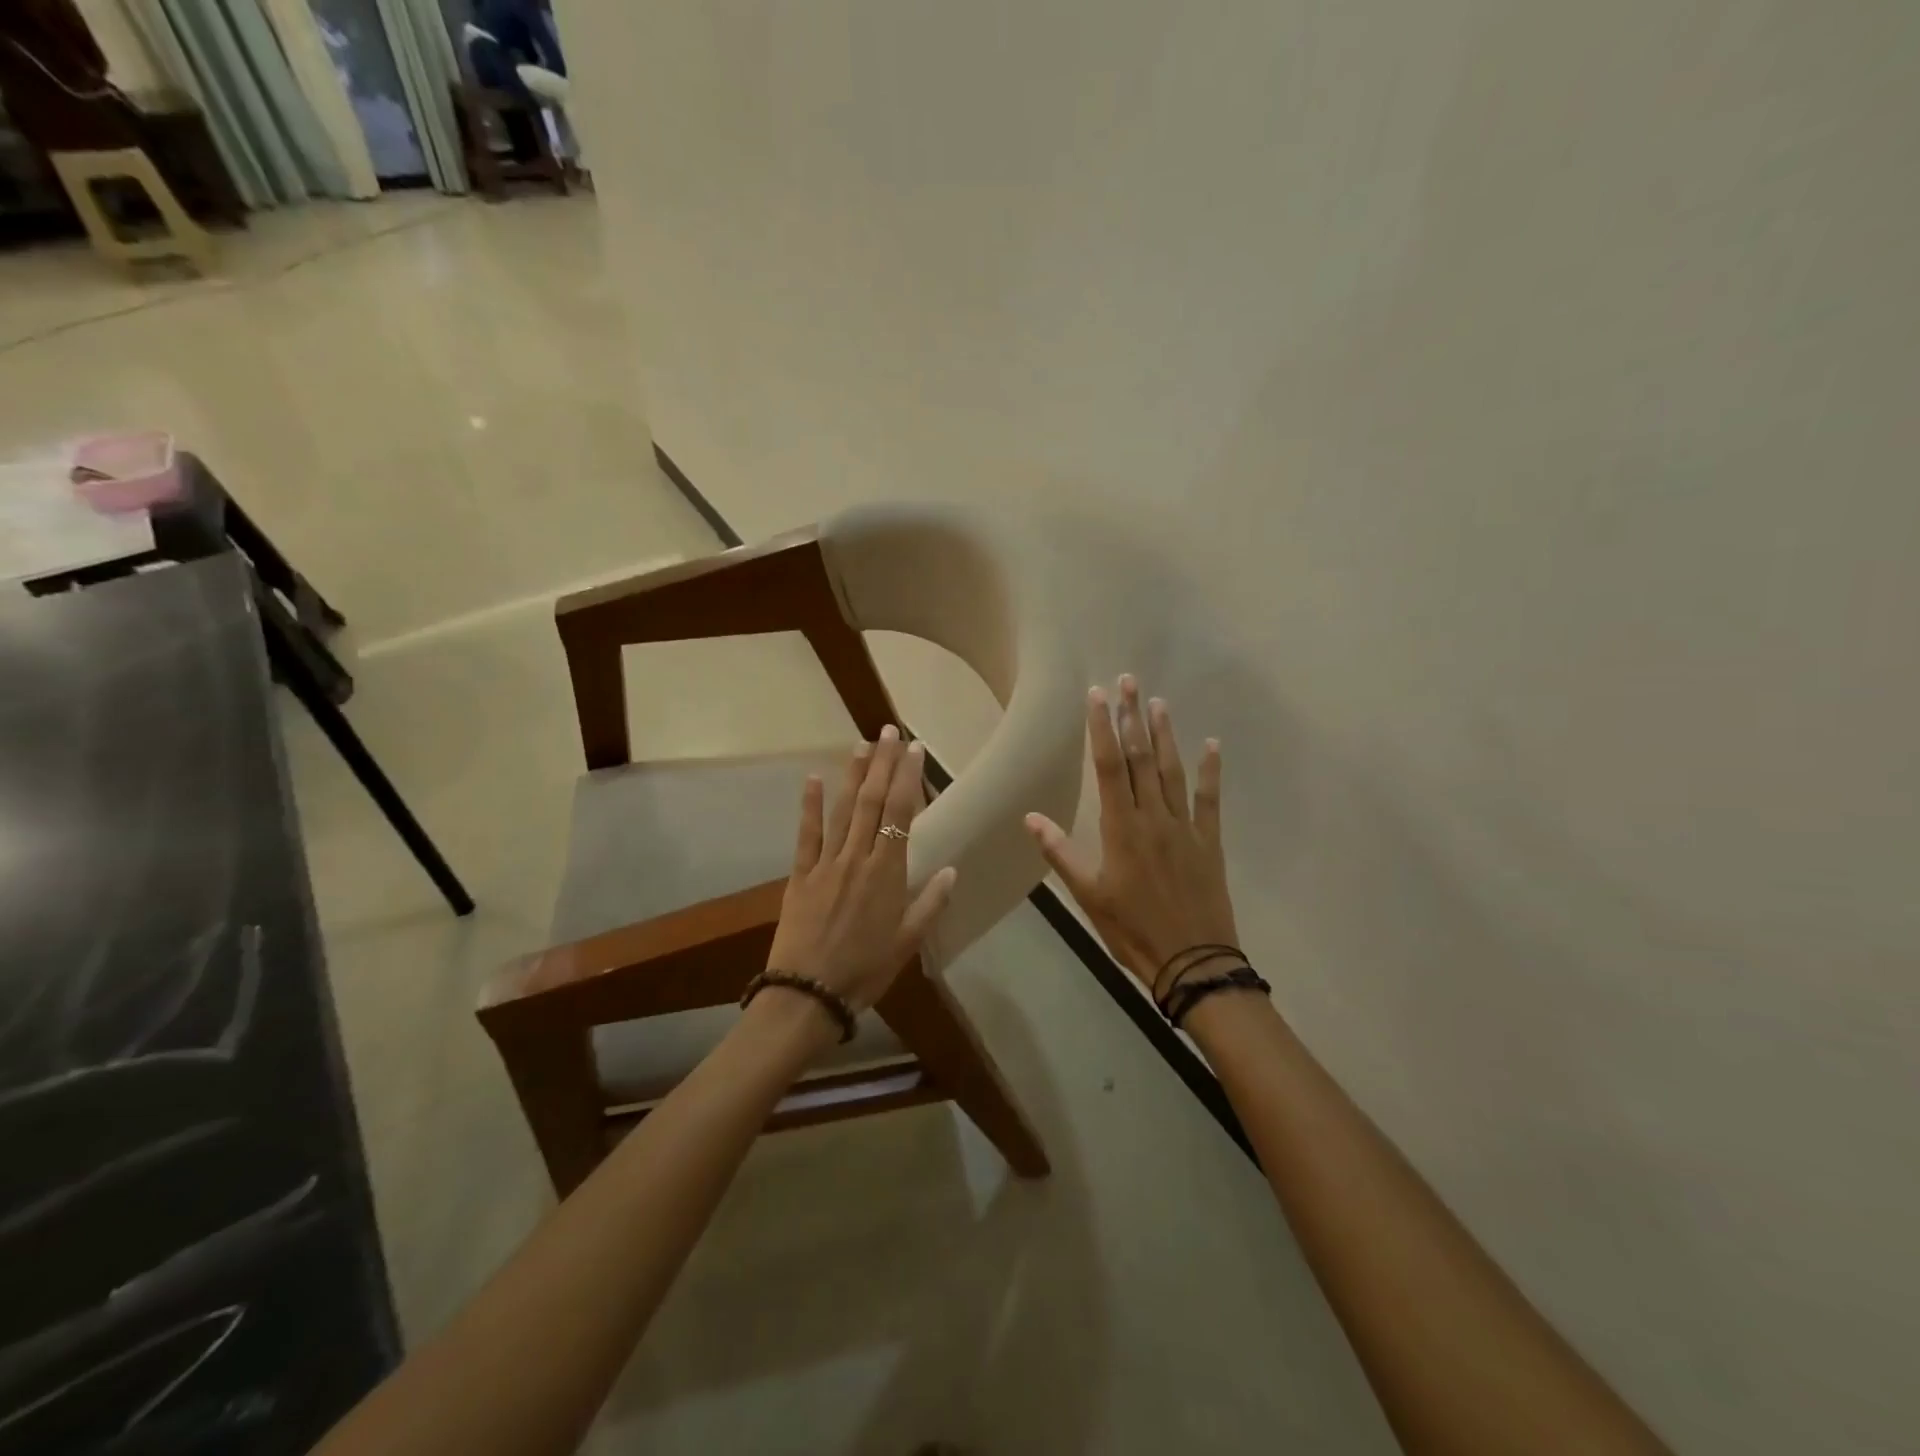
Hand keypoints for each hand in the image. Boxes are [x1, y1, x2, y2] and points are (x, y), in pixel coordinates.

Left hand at [766, 725, 958, 1012]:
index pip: (900, 814)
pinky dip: (809, 806)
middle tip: (889, 731)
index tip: (914, 750)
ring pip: (842, 810)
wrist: (808, 993)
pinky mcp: (799, 875)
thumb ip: (930, 903)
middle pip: (872, 801)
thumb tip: (952, 869)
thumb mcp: (907, 943)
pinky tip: (813, 778)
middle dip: (882, 764)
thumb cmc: (865, 970)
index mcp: (888, 873)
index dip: (907, 778)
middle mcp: (858, 858)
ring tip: (862, 744)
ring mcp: (826, 863)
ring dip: (853, 775)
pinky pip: (806, 834)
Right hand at [1025, 676, 1238, 997]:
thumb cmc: (1132, 930)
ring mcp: (1184, 826)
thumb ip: (1061, 853)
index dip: (1101, 729)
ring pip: (1171, 771)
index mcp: (1121, 828)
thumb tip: (1030, 817)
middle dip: (1131, 718)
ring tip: (1157, 702)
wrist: (1193, 962)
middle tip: (1128, 681)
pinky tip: (1211, 744)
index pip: (1109, 767)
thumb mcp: (1089, 896)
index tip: (1097, 696)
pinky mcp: (1208, 840)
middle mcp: (1153, 817)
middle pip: (1140, 758)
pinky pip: (1209, 799)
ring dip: (1163, 735)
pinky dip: (1210, 771)